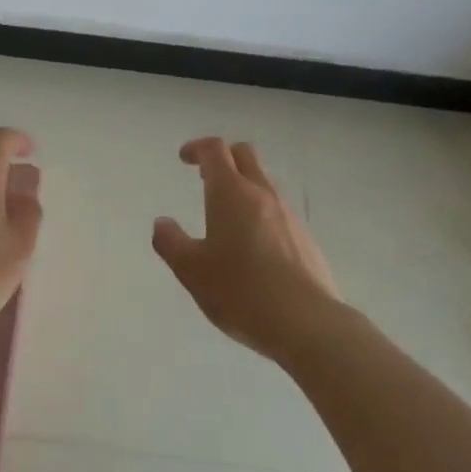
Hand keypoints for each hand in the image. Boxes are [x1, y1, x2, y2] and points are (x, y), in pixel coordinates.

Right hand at [153, 137, 339, 361]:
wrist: (308, 324)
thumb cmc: (241, 291)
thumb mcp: (192, 271)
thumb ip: (171, 243)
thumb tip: (162, 223)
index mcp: (230, 192)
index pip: (215, 150)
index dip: (197, 147)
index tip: (184, 158)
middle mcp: (261, 194)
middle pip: (244, 155)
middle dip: (223, 157)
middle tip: (205, 177)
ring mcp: (288, 215)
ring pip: (263, 183)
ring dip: (243, 187)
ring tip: (227, 217)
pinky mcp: (306, 239)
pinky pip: (278, 212)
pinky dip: (261, 214)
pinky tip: (254, 248)